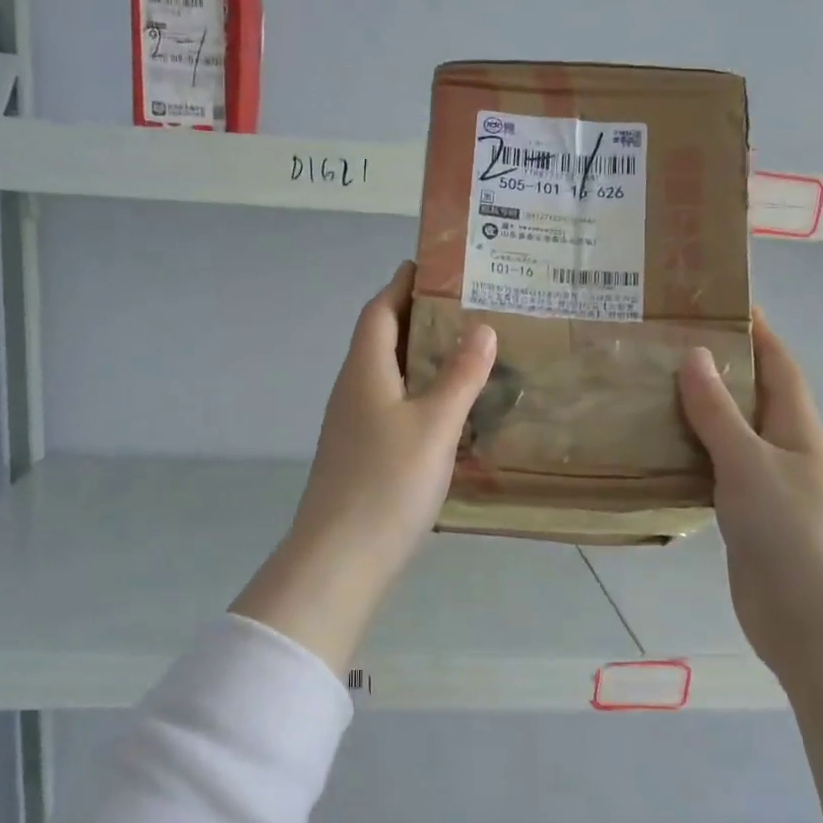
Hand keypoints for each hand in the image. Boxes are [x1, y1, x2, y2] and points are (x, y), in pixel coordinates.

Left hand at [233, 262, 496, 670]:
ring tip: (465, 353)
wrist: (341, 558)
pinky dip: (418, 395)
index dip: (402, 284)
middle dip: (416, 317)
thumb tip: (481, 327)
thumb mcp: (434, 424)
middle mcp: (352, 390)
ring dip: (419, 358)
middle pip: (381, 340)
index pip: (379, 310)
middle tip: (466, 307)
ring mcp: (352, 425)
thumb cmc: (388, 482)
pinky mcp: (360, 455)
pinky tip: (447, 411)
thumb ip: (460, 375)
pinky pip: (391, 407)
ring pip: (387, 376)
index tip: (432, 264)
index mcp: (365, 371)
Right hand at [678, 311, 822, 668]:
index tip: (721, 301)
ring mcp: (764, 487)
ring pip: (726, 436)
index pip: (778, 364)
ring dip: (695, 414)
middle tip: (663, 345)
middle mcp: (783, 451)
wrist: (814, 621)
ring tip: (646, 390)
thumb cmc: (791, 531)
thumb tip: (695, 355)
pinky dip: (687, 457)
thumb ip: (718, 412)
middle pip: (749, 397)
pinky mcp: (743, 519)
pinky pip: (711, 473)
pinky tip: (652, 452)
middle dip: (716, 367)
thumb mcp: (750, 462)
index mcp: (797, 428)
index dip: (757, 330)